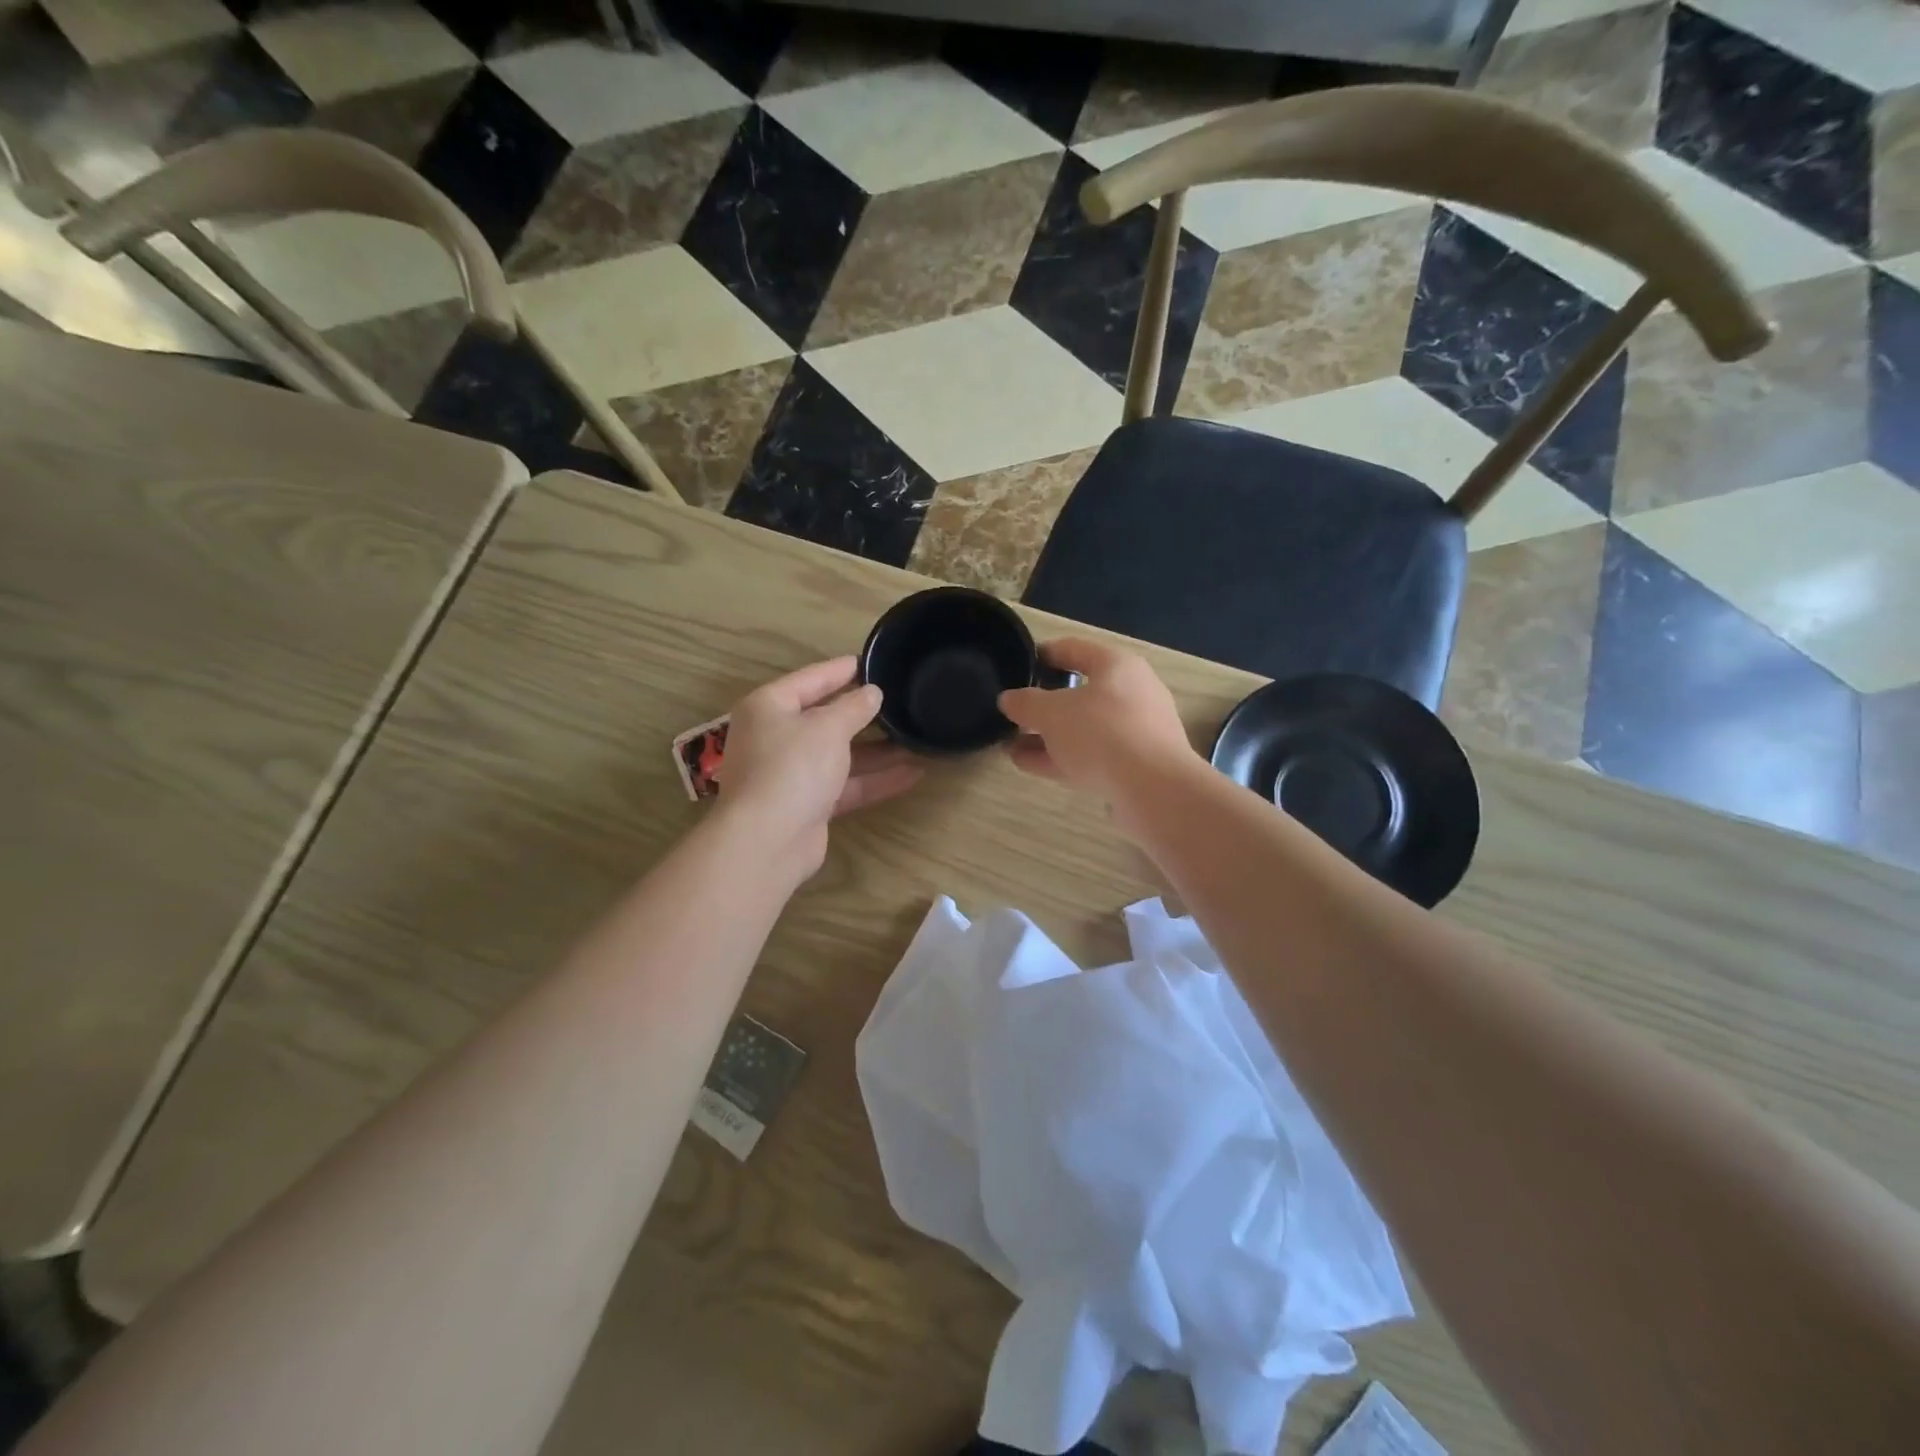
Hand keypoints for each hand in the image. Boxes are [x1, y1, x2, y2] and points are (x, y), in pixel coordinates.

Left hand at [716, 656, 921, 875]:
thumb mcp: (828, 727)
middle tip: (898, 698)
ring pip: (839, 755)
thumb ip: (854, 707)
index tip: (871, 661)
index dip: (841, 669)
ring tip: (915, 737)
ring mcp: (791, 774)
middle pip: (824, 718)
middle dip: (862, 712)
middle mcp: (775, 737)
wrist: (768, 841)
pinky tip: (913, 774)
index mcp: (769, 707)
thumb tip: (872, 693)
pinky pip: (846, 785)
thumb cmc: (792, 767)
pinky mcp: (808, 805)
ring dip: (877, 750)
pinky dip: (875, 779)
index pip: (810, 679)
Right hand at [998, 638, 1195, 801]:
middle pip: (1080, 692)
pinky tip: (1028, 764)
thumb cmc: (1102, 733)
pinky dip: (1060, 757)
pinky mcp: (1135, 765)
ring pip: (1083, 728)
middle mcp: (1132, 693)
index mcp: (1117, 666)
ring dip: (1048, 736)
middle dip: (1044, 705)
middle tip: (1014, 713)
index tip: (1018, 666)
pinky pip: (1090, 754)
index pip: (1074, 649)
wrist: (1153, 789)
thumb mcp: (1052, 713)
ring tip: (1011, 744)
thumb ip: (1026, 703)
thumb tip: (1008, 699)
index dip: (1043, 655)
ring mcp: (1136, 732)